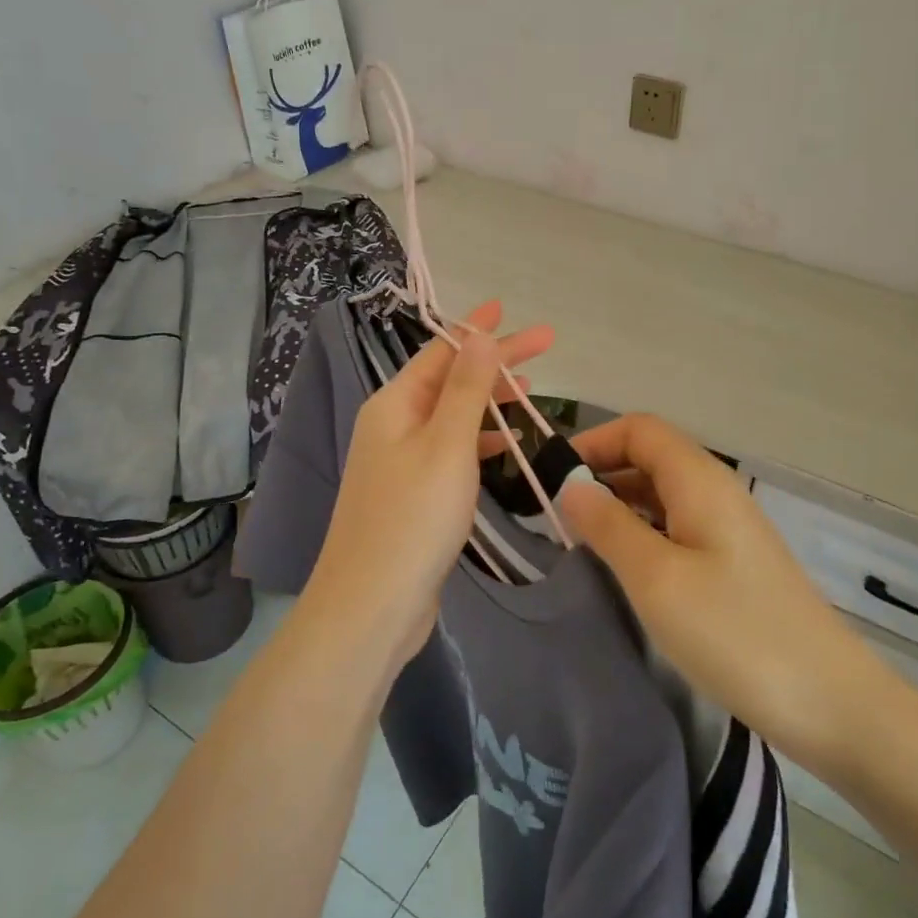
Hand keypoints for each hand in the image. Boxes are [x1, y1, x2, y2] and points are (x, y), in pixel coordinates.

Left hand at [310, 301, 552, 668]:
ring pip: (453, 416)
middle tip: (545, 347)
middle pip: (450, 381)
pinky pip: (451, 451)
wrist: (372, 606)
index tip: (511, 311)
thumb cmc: (413, 518)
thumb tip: (478, 334)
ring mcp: (401, 462)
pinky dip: (481, 441)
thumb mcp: (447, 445)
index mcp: (394, 404)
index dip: (478, 330)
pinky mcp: (414, 495)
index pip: (442, 352)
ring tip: (532, 391)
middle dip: (494, 363)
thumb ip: (466, 389)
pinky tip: (509, 446)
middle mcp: (393, 425)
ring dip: (490, 401)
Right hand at [558, 415, 891, 768]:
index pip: (639, 430)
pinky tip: (625, 569)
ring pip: (663, 495)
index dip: (593, 442)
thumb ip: (608, 526)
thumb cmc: (735, 632)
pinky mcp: (735, 564)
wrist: (831, 703)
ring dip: (620, 507)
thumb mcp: (656, 578)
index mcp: (700, 480)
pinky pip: (678, 528)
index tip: (550, 478)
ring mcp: (729, 529)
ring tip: (580, 543)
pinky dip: (643, 533)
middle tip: (556, 516)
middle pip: (651, 457)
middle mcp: (717, 492)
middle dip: (601, 474)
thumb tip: (571, 486)